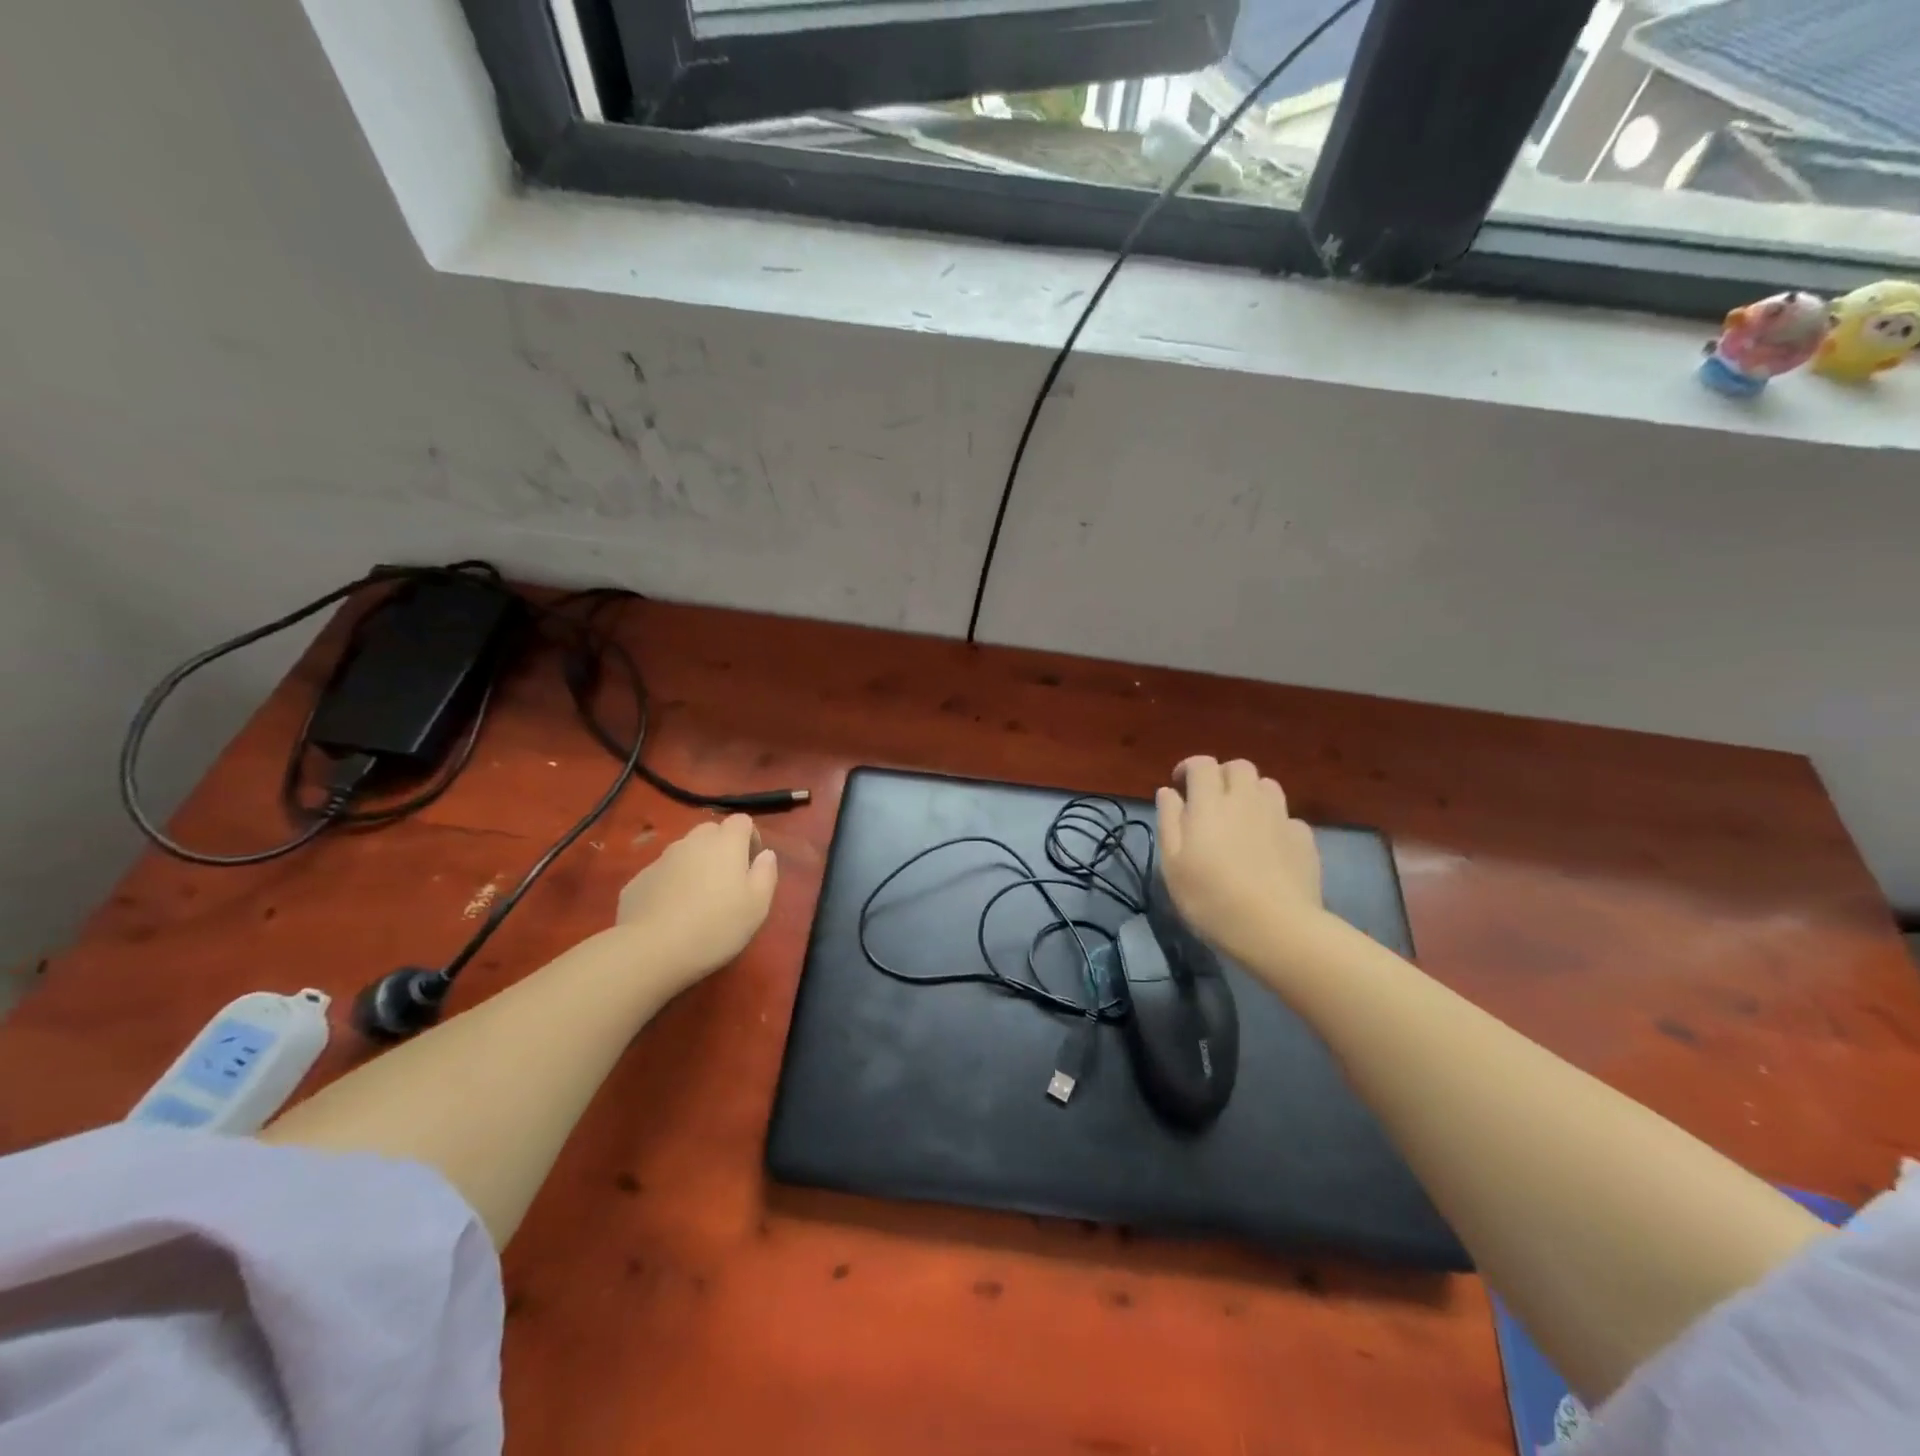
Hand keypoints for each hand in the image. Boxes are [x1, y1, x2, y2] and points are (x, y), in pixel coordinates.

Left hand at [614, 815, 778, 993]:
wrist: (650, 950)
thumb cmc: (715, 926)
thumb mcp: (757, 905)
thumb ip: (766, 873)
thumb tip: (766, 854)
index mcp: (725, 843)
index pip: (742, 821)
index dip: (750, 838)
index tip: (752, 866)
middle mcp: (692, 842)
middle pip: (711, 832)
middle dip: (721, 849)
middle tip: (726, 883)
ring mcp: (661, 859)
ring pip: (685, 853)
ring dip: (695, 867)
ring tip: (697, 901)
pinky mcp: (638, 880)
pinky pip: (662, 874)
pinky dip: (671, 885)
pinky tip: (671, 914)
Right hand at [1155, 756, 1322, 966]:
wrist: (1275, 928)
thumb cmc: (1211, 897)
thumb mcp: (1172, 864)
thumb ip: (1168, 821)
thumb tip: (1168, 792)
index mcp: (1210, 803)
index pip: (1202, 764)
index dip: (1189, 768)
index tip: (1179, 785)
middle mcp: (1247, 800)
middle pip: (1239, 767)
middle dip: (1222, 775)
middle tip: (1211, 800)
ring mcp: (1279, 817)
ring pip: (1267, 786)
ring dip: (1251, 793)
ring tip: (1241, 818)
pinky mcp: (1303, 838)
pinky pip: (1287, 817)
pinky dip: (1274, 822)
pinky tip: (1268, 846)